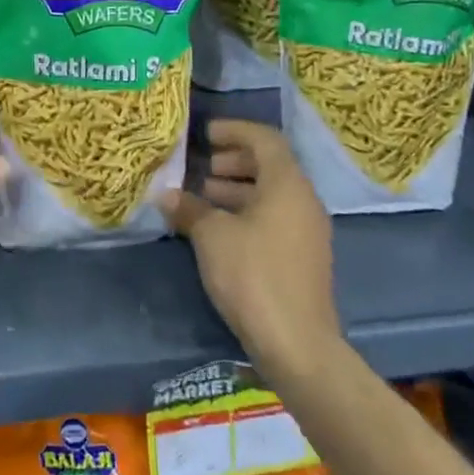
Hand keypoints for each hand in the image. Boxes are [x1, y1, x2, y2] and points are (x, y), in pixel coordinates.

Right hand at [162, 119, 340, 374]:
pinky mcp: (302, 257)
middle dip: (233, 161)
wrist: (297, 344)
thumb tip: (167, 195)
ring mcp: (307, 231)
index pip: (264, 139)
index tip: (204, 134)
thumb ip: (189, 208)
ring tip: (201, 197)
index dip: (234, 130)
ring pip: (271, 194)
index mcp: (287, 184)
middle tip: (200, 168)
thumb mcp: (212, 236)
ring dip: (237, 189)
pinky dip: (246, 213)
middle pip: (270, 165)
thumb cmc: (253, 275)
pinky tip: (217, 230)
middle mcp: (303, 201)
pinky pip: (274, 218)